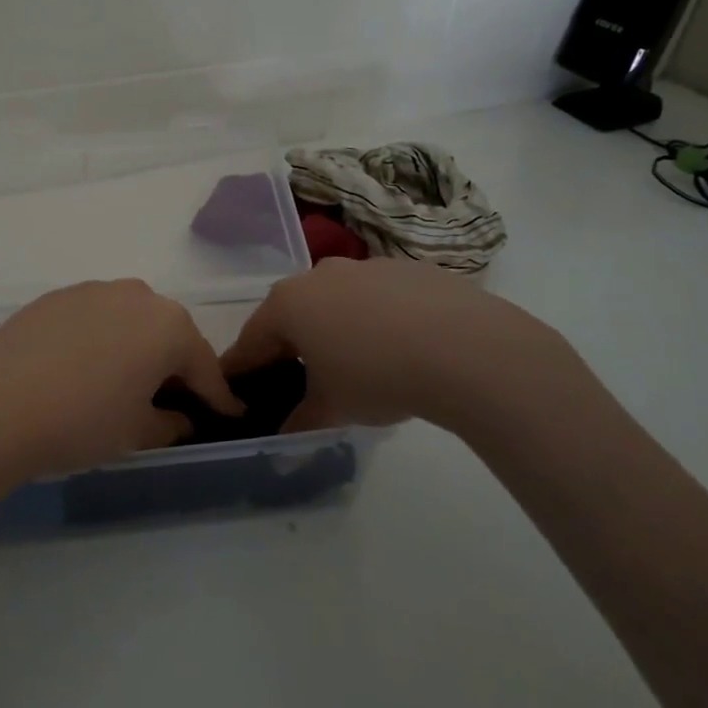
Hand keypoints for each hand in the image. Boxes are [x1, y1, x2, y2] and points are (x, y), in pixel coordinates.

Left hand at [0, 279, 240, 487]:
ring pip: (129, 321)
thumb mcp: (134, 433)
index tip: (229, 413)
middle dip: (175, 366)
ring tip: (126, 383)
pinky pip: (93, 319)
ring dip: (136, 348)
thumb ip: (167, 423)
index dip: (218, 396)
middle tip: (174, 400)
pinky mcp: (54, 297)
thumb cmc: (80, 421)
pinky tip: (83, 369)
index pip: (204, 365)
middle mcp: (136, 296)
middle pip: (168, 334)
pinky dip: (100, 341)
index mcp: (167, 326)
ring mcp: (91, 291)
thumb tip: (179, 418)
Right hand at [220, 258, 584, 437]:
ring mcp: (366, 266)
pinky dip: (379, 319)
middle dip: (292, 347)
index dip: (243, 368)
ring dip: (337, 329)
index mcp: (289, 303)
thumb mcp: (332, 408)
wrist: (467, 348)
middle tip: (303, 382)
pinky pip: (379, 297)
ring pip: (337, 302)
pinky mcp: (409, 268)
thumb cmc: (378, 376)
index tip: (240, 389)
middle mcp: (319, 275)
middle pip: (293, 314)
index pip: (252, 340)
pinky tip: (404, 349)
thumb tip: (283, 442)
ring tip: (360, 367)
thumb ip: (301, 421)